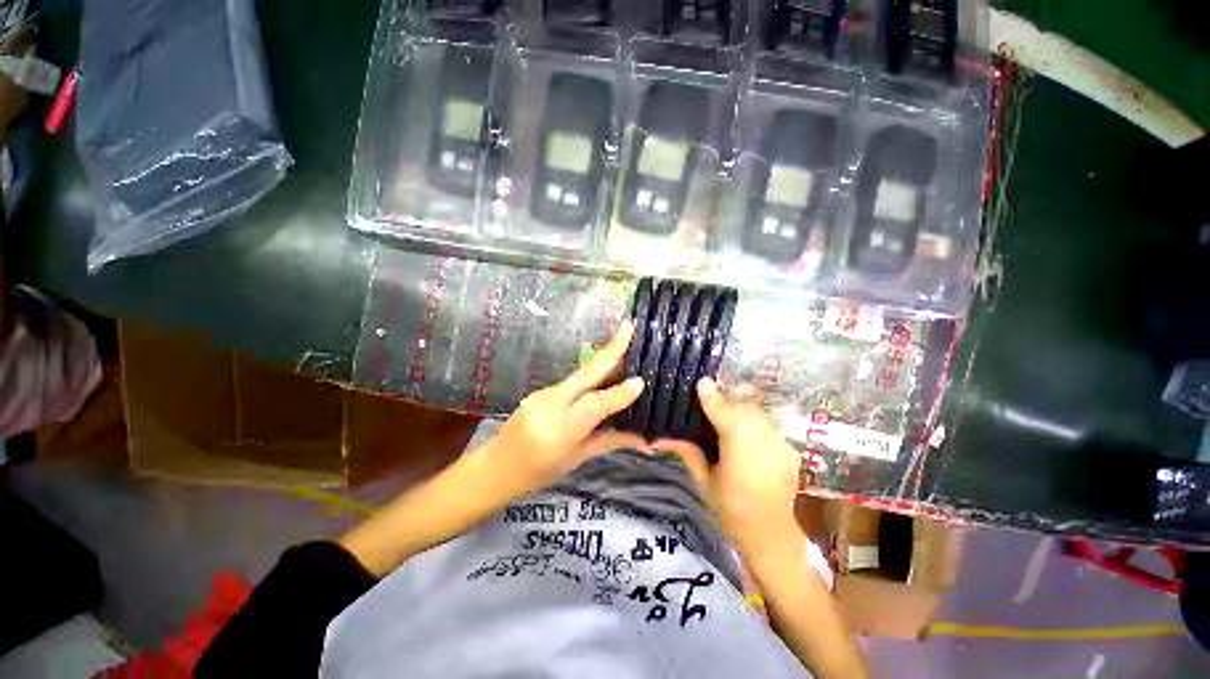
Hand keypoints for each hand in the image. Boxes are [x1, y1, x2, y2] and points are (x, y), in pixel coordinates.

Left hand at [479, 321, 646, 496]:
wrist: (496, 467)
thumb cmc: (538, 473)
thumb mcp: (577, 460)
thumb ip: (610, 441)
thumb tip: (646, 439)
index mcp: (560, 432)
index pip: (592, 407)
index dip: (617, 394)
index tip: (640, 381)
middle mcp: (549, 406)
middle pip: (584, 375)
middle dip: (609, 350)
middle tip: (629, 327)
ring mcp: (542, 394)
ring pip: (580, 374)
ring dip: (604, 358)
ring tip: (625, 342)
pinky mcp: (540, 389)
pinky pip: (573, 380)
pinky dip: (593, 373)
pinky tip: (606, 368)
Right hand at [657, 378, 802, 555]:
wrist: (774, 537)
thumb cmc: (733, 512)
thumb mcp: (704, 482)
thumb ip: (687, 452)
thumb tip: (660, 437)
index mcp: (737, 446)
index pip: (722, 409)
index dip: (711, 394)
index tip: (701, 382)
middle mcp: (762, 437)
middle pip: (743, 403)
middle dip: (727, 397)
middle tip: (710, 398)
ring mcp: (780, 441)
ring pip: (757, 410)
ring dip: (741, 406)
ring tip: (727, 410)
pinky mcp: (790, 447)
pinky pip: (768, 423)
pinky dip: (755, 419)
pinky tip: (745, 429)